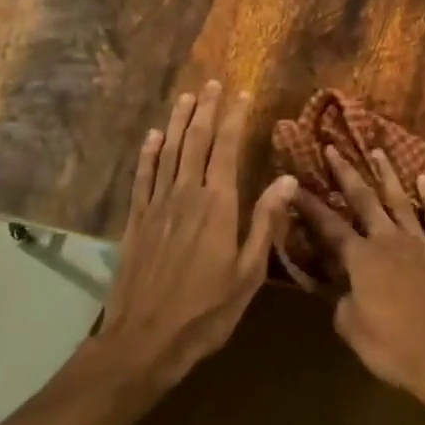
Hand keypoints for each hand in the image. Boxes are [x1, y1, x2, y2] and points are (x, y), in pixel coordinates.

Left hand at [94, 81, 298, 399]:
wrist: (143, 341)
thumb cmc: (206, 311)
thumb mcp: (249, 273)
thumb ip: (266, 223)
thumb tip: (288, 181)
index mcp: (217, 205)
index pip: (226, 149)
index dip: (233, 118)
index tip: (241, 94)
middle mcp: (185, 195)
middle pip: (195, 141)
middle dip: (205, 109)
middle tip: (212, 83)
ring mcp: (156, 206)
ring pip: (168, 152)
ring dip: (178, 122)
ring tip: (186, 97)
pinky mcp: (135, 221)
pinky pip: (142, 177)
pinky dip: (148, 154)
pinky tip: (153, 136)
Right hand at [294, 146, 424, 414]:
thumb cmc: (394, 349)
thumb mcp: (352, 329)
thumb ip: (342, 300)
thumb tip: (341, 285)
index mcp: (361, 260)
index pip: (328, 226)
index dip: (309, 205)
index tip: (293, 184)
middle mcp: (388, 240)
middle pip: (364, 200)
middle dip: (346, 174)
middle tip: (333, 149)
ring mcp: (420, 242)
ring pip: (400, 199)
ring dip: (387, 174)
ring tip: (377, 151)